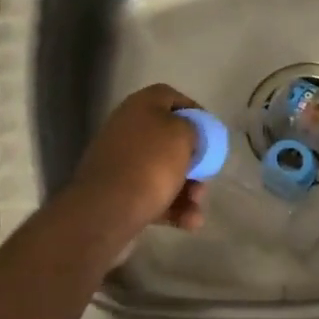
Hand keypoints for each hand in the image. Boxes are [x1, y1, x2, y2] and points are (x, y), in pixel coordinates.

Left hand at [64, 84, 207, 236]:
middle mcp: (128, 128)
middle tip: (206, 176)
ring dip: (187, 188)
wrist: (107, 209)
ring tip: (197, 206)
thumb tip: (187, 134)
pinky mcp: (118, 191)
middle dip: (193, 161)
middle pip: (169, 139)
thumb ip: (193, 127)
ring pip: (163, 170)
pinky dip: (172, 207)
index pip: (172, 97)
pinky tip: (189, 222)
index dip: (195, 112)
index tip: (211, 133)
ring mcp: (121, 161)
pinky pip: (152, 194)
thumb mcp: (183, 135)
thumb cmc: (150, 163)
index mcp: (141, 106)